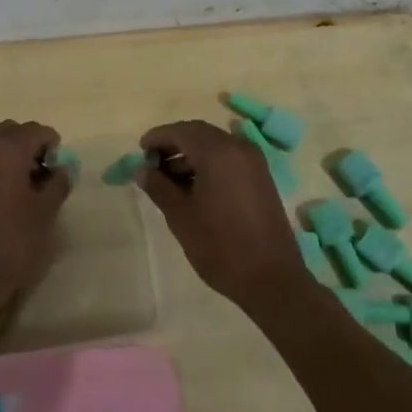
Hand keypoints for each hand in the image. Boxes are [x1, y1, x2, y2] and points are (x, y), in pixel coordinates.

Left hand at [0, 120, 71, 317]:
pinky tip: (3, 198)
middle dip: (30, 147)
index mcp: (7, 148)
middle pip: (12, 132)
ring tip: (24, 189)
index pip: (36, 131)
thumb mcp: (46, 213)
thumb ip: (58, 183)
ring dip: (10, 157)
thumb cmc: (11, 242)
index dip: (53, 147)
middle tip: (43, 177)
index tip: (59, 172)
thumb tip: (61, 168)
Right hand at [135, 120, 310, 309]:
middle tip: (152, 164)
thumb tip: (141, 169)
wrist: (272, 280)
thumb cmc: (220, 246)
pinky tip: (194, 187)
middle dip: (174, 144)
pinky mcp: (261, 178)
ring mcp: (254, 162)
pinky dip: (209, 164)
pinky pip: (229, 159)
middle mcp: (238, 148)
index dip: (158, 137)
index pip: (181, 131)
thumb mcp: (181, 216)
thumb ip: (158, 187)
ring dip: (191, 155)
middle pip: (199, 133)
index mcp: (217, 152)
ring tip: (169, 181)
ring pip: (215, 146)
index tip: (140, 151)